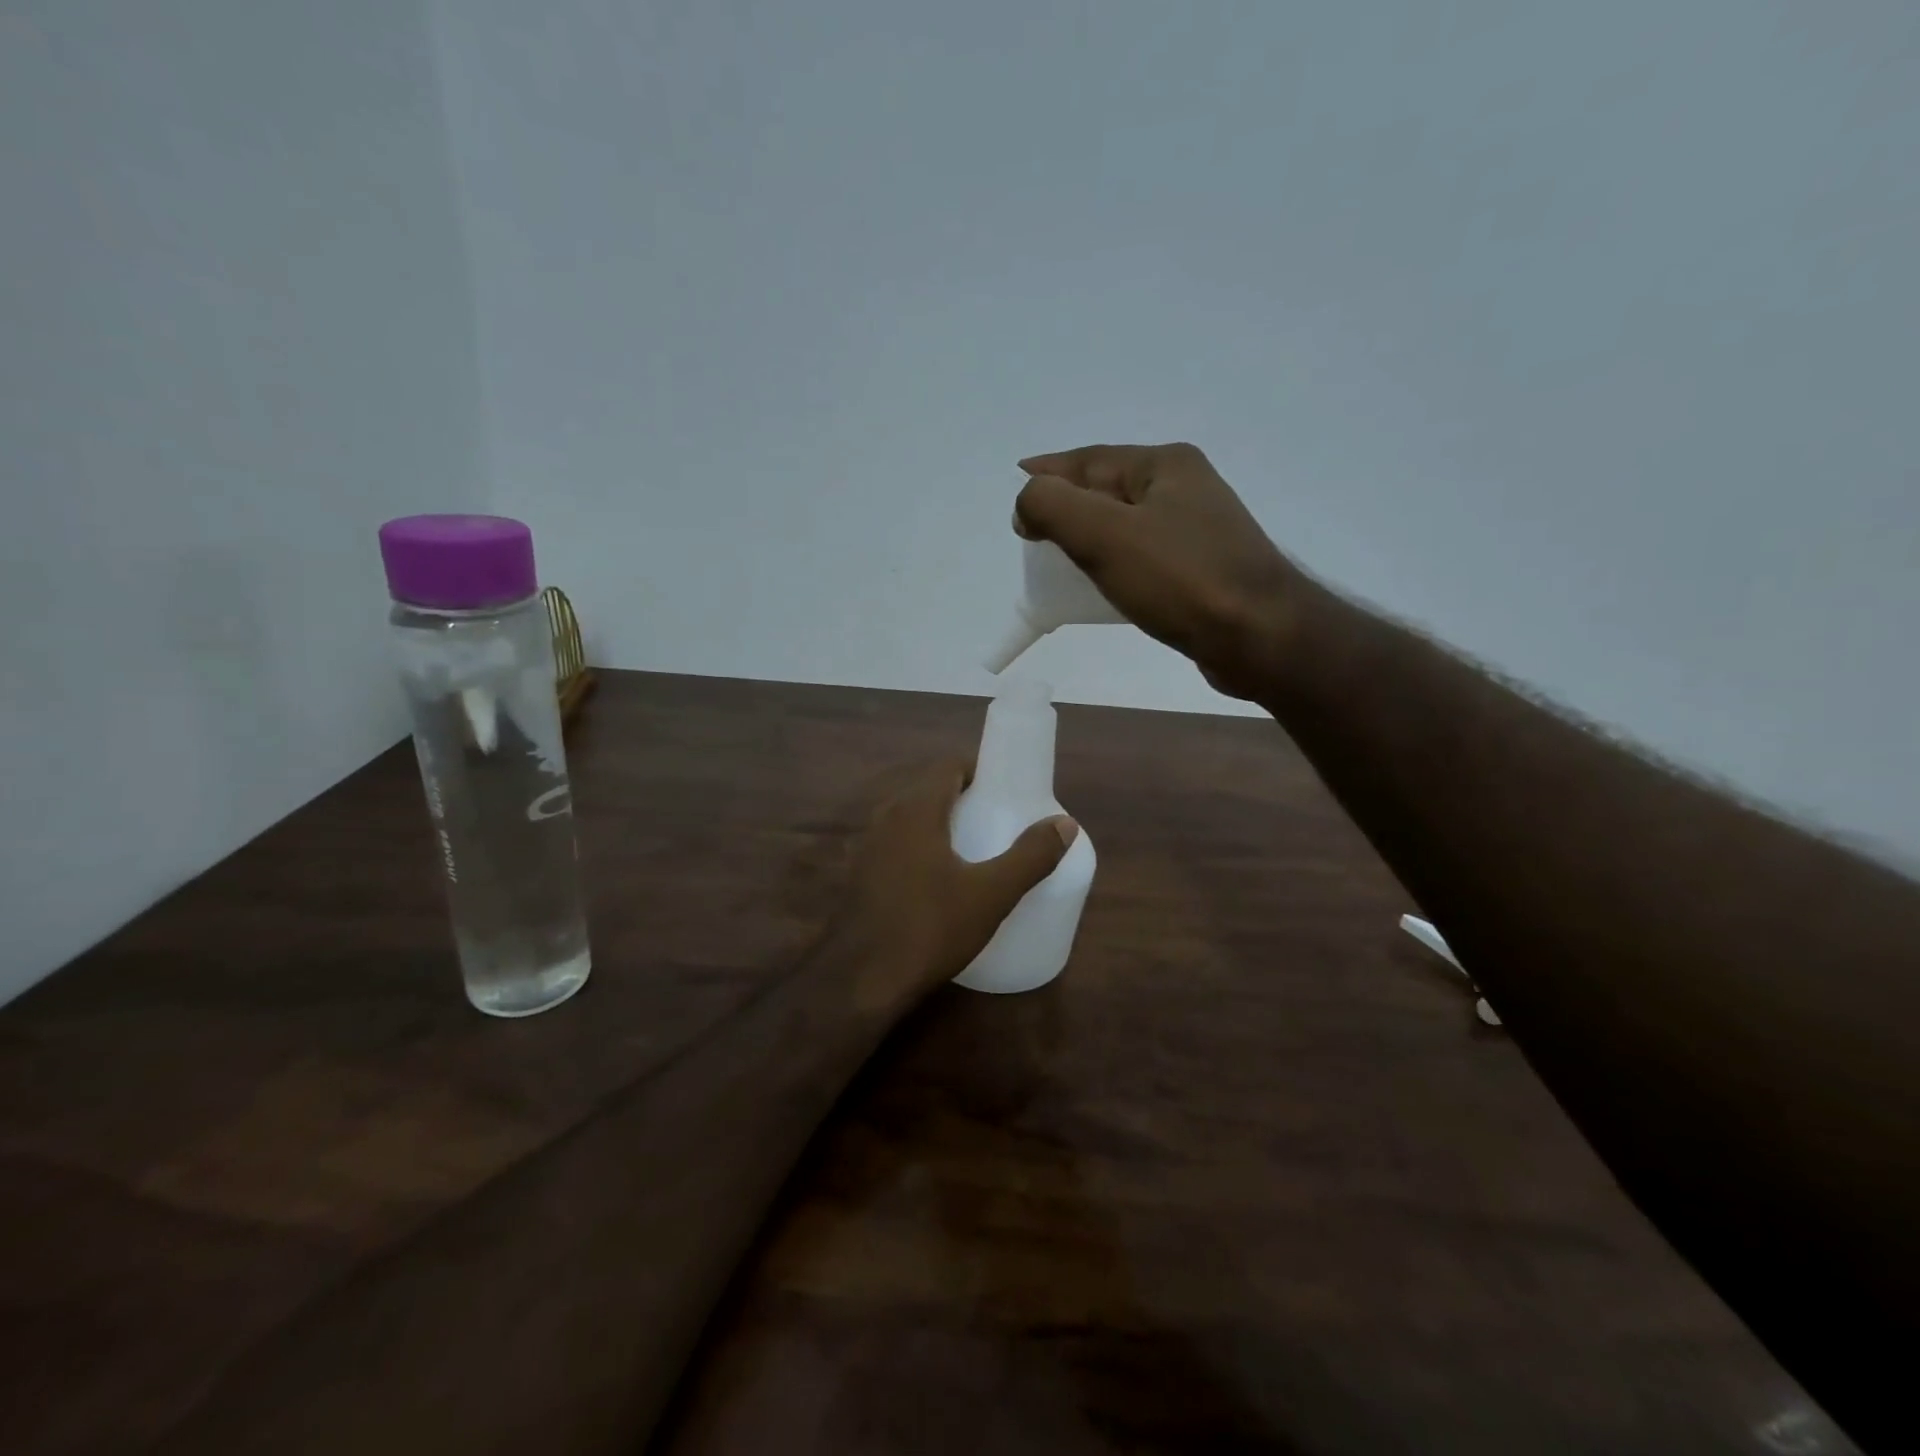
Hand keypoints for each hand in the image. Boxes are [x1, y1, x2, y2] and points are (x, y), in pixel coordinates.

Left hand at [832, 760, 1076, 1011]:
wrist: (861, 981)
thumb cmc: (930, 928)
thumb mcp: (992, 894)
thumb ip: (1031, 856)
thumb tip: (1065, 823)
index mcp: (915, 809)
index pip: (948, 766)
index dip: (979, 770)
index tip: (1005, 789)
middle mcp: (885, 817)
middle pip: (928, 790)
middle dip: (963, 797)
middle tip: (995, 819)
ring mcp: (865, 847)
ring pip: (908, 818)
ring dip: (938, 823)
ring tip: (971, 849)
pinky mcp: (857, 875)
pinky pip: (894, 845)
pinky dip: (917, 848)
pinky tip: (935, 880)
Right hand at [1016, 442, 1308, 700]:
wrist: (1260, 636)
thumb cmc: (1181, 579)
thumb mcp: (1104, 534)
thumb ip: (1053, 506)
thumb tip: (1028, 503)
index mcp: (1165, 465)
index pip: (1090, 459)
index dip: (1047, 473)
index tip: (1016, 492)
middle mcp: (1186, 486)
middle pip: (1109, 488)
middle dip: (1068, 505)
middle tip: (1033, 533)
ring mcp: (1201, 528)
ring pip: (1127, 523)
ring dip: (1091, 535)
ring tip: (1061, 559)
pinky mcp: (1206, 567)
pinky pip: (1145, 553)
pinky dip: (1116, 561)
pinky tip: (1106, 583)